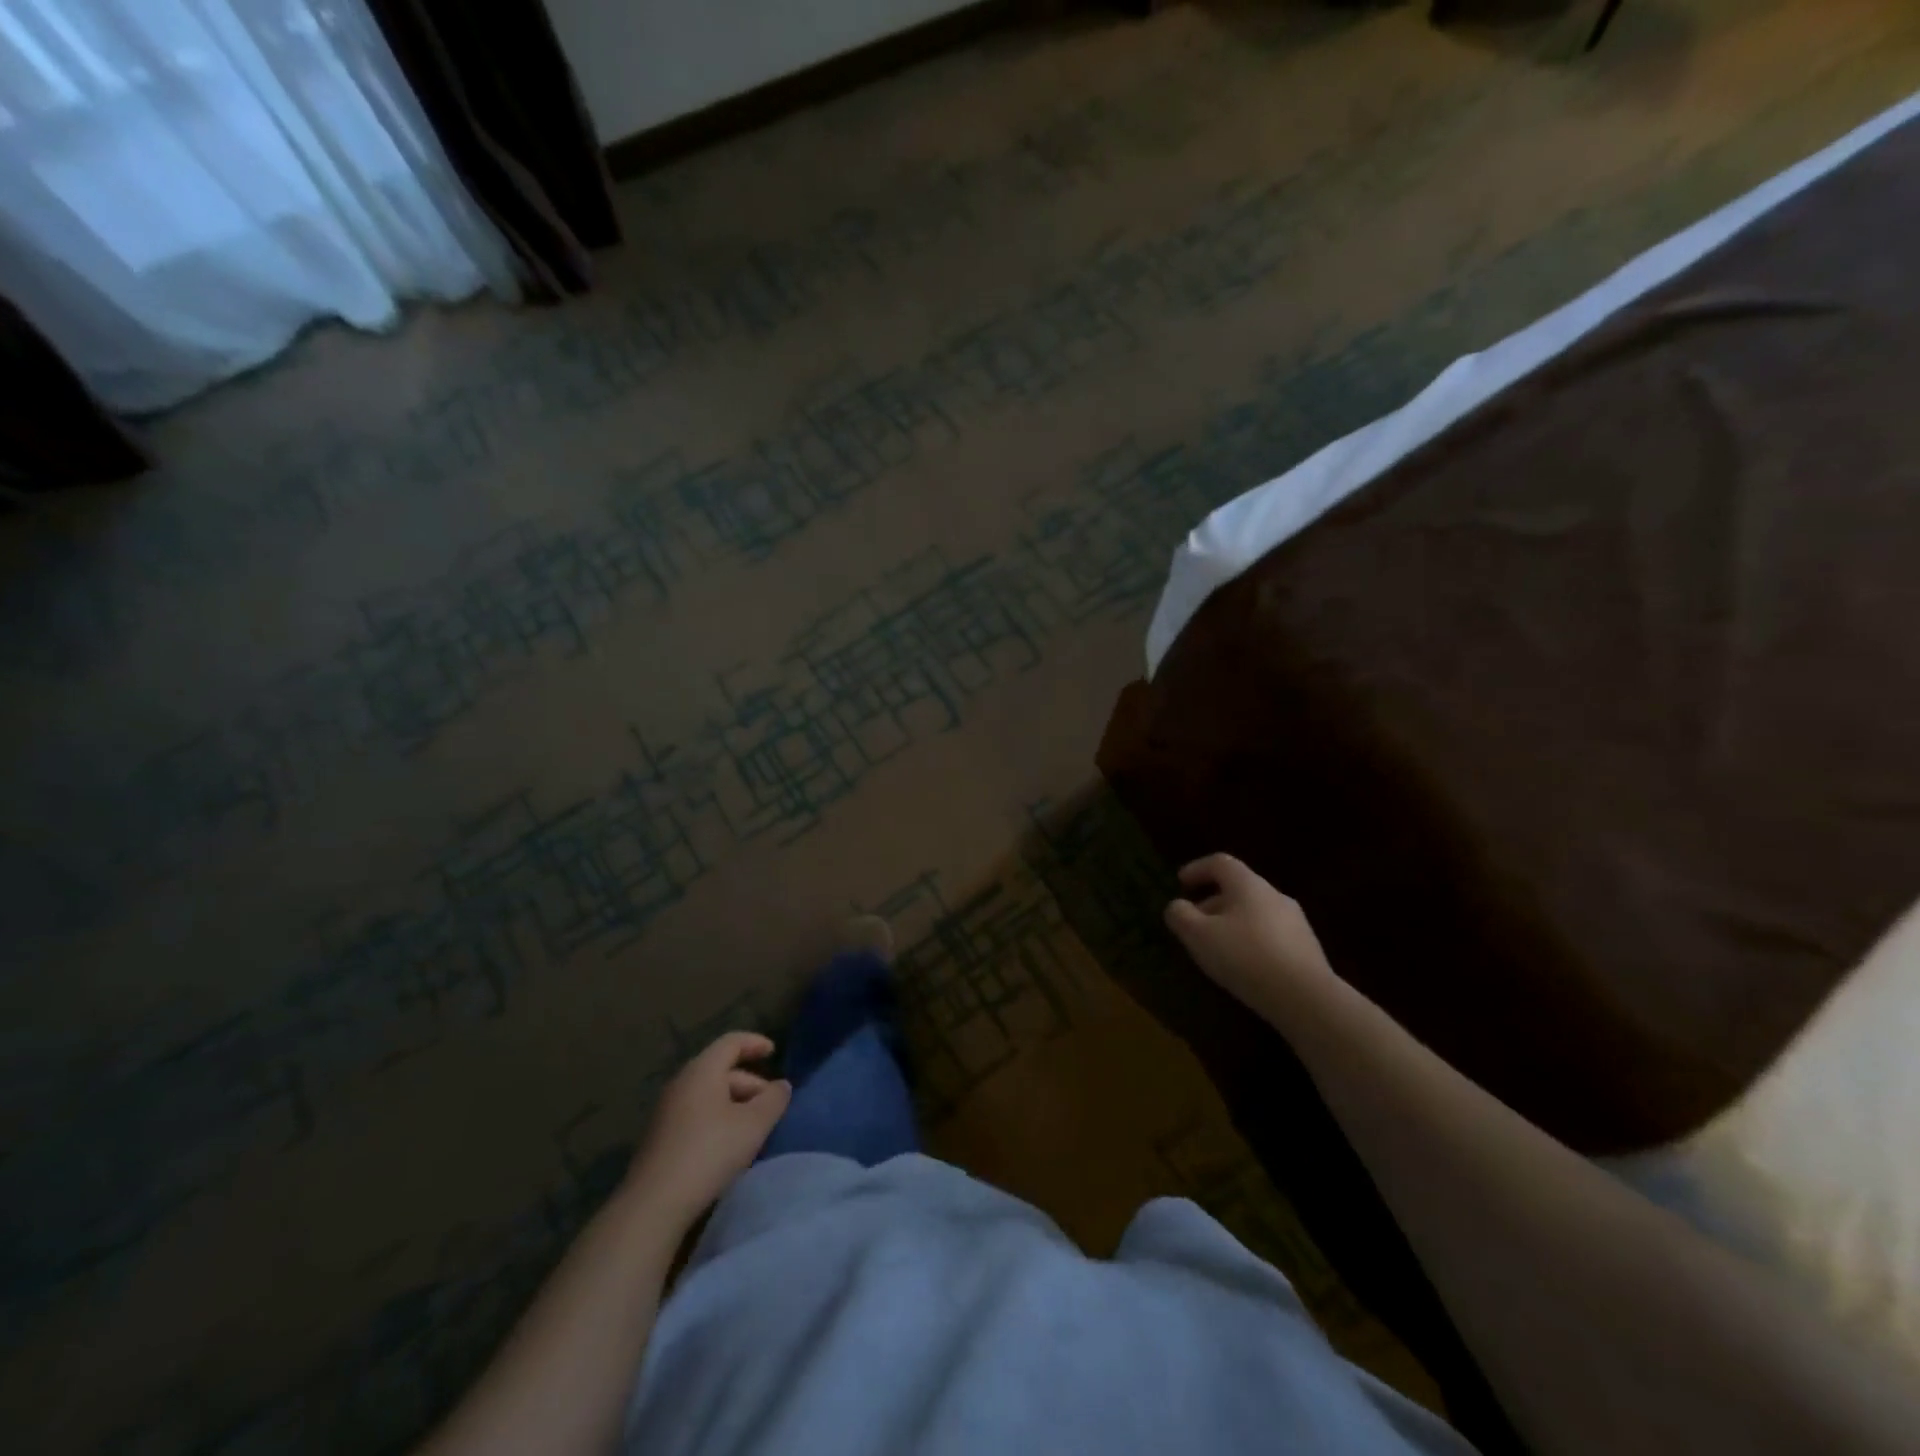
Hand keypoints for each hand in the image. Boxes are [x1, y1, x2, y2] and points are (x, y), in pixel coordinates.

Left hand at [625, 1032, 791, 1223]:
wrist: (654, 1204)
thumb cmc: (710, 1152)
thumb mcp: (754, 1125)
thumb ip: (773, 1100)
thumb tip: (781, 1086)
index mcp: (702, 1071)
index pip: (731, 1042)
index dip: (755, 1043)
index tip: (773, 1052)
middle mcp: (681, 1083)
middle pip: (721, 1070)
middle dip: (750, 1082)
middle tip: (770, 1105)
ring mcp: (667, 1111)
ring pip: (709, 1095)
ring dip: (734, 1104)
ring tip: (753, 1128)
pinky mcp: (660, 1137)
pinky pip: (696, 1114)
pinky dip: (718, 1119)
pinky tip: (728, 1145)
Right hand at [1165, 854, 1336, 1021]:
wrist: (1306, 998)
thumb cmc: (1245, 956)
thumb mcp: (1198, 935)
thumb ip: (1180, 915)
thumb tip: (1177, 906)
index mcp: (1248, 885)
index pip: (1220, 863)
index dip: (1197, 869)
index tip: (1180, 883)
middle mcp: (1275, 896)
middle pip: (1238, 889)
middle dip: (1211, 903)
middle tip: (1193, 924)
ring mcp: (1295, 922)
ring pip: (1254, 913)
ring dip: (1231, 924)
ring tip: (1216, 948)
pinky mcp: (1307, 949)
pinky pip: (1270, 935)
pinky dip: (1251, 942)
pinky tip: (1244, 966)